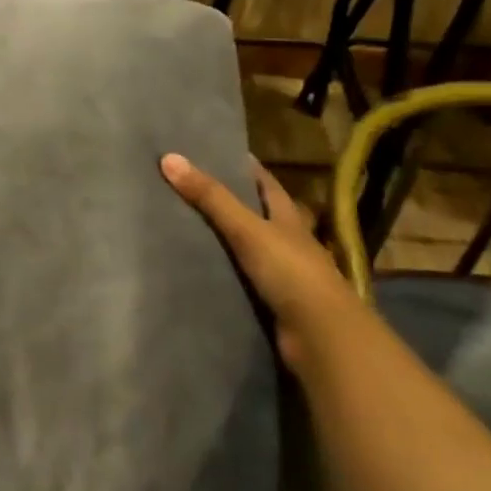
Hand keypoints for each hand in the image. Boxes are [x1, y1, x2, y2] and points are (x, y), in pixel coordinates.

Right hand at [161, 153, 361, 371]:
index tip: (219, 153)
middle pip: (258, 216)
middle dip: (232, 203)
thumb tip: (169, 158)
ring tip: (185, 227)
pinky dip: (225, 274)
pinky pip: (242, 281)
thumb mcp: (247, 229)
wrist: (322, 337)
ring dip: (226, 241)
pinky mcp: (274, 303)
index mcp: (289, 219)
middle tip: (191, 189)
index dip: (247, 168)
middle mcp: (289, 243)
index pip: (267, 185)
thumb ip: (210, 197)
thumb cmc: (290, 271)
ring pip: (250, 250)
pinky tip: (200, 270)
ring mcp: (284, 275)